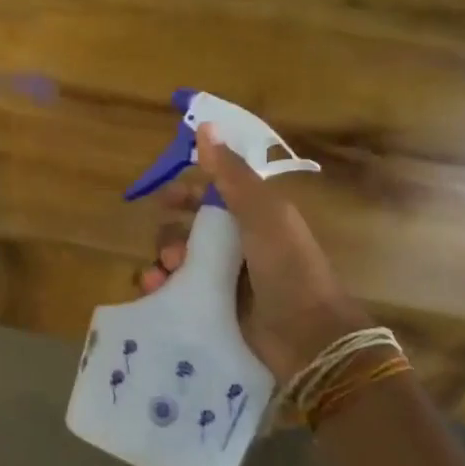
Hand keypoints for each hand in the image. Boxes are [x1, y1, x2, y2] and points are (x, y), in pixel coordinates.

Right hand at [139, 122, 370, 390]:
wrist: (309, 339)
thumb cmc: (288, 268)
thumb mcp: (263, 214)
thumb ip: (232, 174)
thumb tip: (205, 126)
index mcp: (254, 218)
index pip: (212, 196)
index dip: (186, 193)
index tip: (163, 200)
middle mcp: (238, 246)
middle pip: (189, 230)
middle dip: (171, 235)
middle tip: (170, 252)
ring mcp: (226, 281)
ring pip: (179, 262)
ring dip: (162, 263)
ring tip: (160, 276)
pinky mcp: (215, 310)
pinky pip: (178, 293)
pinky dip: (163, 289)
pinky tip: (155, 293)